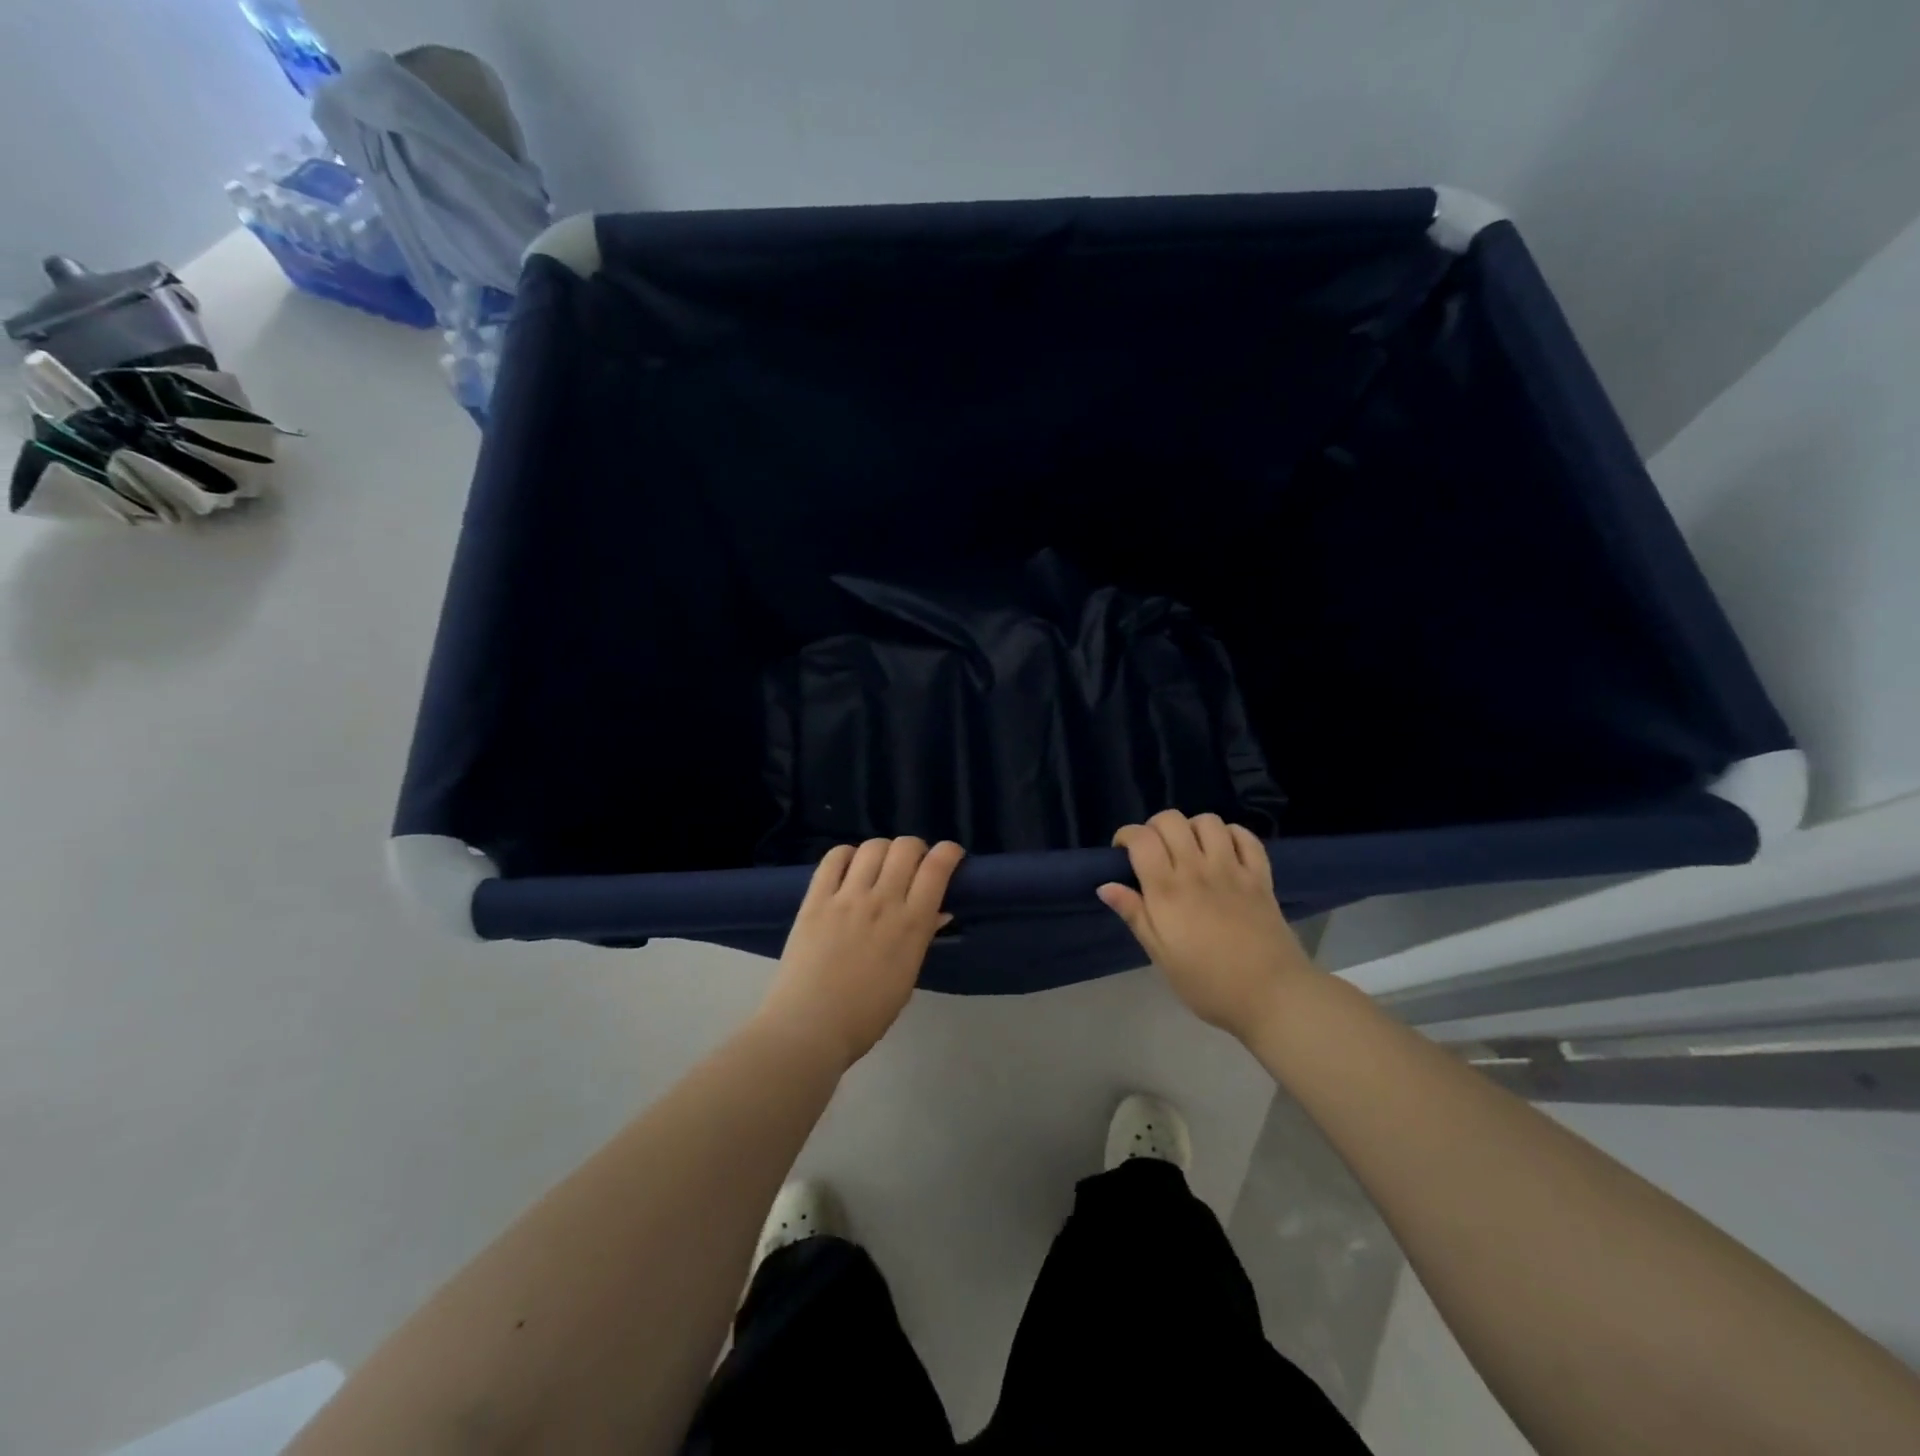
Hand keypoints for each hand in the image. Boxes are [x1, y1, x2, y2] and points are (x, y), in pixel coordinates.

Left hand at [757, 837, 964, 1069]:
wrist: (809, 1027)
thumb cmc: (865, 1015)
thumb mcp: (906, 979)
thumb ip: (921, 939)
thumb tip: (937, 912)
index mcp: (912, 925)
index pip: (937, 868)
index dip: (949, 852)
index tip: (950, 855)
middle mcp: (883, 902)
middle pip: (906, 848)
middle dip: (915, 849)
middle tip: (912, 864)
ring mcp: (847, 898)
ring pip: (872, 847)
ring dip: (883, 850)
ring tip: (879, 866)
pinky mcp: (815, 899)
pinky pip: (833, 858)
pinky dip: (846, 854)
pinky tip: (849, 866)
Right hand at [1097, 810, 1313, 1041]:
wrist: (1272, 997)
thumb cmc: (1208, 984)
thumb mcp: (1161, 956)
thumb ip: (1135, 915)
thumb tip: (1105, 886)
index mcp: (1167, 891)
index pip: (1141, 839)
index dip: (1126, 836)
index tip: (1123, 854)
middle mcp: (1197, 870)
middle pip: (1171, 821)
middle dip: (1155, 827)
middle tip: (1154, 851)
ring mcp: (1232, 870)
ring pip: (1208, 821)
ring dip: (1192, 828)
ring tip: (1190, 849)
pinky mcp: (1260, 876)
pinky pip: (1246, 837)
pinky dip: (1231, 835)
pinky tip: (1224, 852)